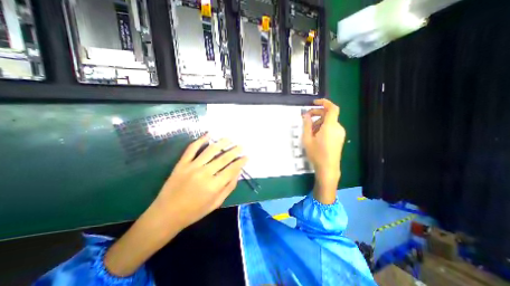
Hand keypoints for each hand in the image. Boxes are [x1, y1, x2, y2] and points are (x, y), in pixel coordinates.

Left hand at [103, 135, 246, 276]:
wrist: (166, 214)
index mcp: (214, 186)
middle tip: (241, 145)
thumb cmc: (194, 211)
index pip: (232, 169)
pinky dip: (201, 140)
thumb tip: (238, 173)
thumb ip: (229, 187)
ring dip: (222, 143)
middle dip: (235, 150)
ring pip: (210, 150)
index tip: (247, 156)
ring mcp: (192, 167)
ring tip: (229, 138)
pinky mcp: (182, 163)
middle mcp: (204, 173)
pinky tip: (209, 134)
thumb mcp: (216, 203)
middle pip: (224, 158)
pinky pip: (192, 148)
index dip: (241, 162)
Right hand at [302, 100, 346, 204]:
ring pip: (329, 122)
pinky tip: (316, 135)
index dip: (324, 102)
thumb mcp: (307, 139)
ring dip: (319, 122)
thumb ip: (307, 125)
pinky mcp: (339, 138)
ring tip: (310, 131)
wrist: (328, 168)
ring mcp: (340, 133)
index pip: (332, 108)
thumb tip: (306, 115)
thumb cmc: (316, 154)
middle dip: (317, 114)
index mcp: (330, 126)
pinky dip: (323, 127)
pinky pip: (331, 128)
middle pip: (329, 115)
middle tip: (306, 118)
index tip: (314, 103)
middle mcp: (338, 128)